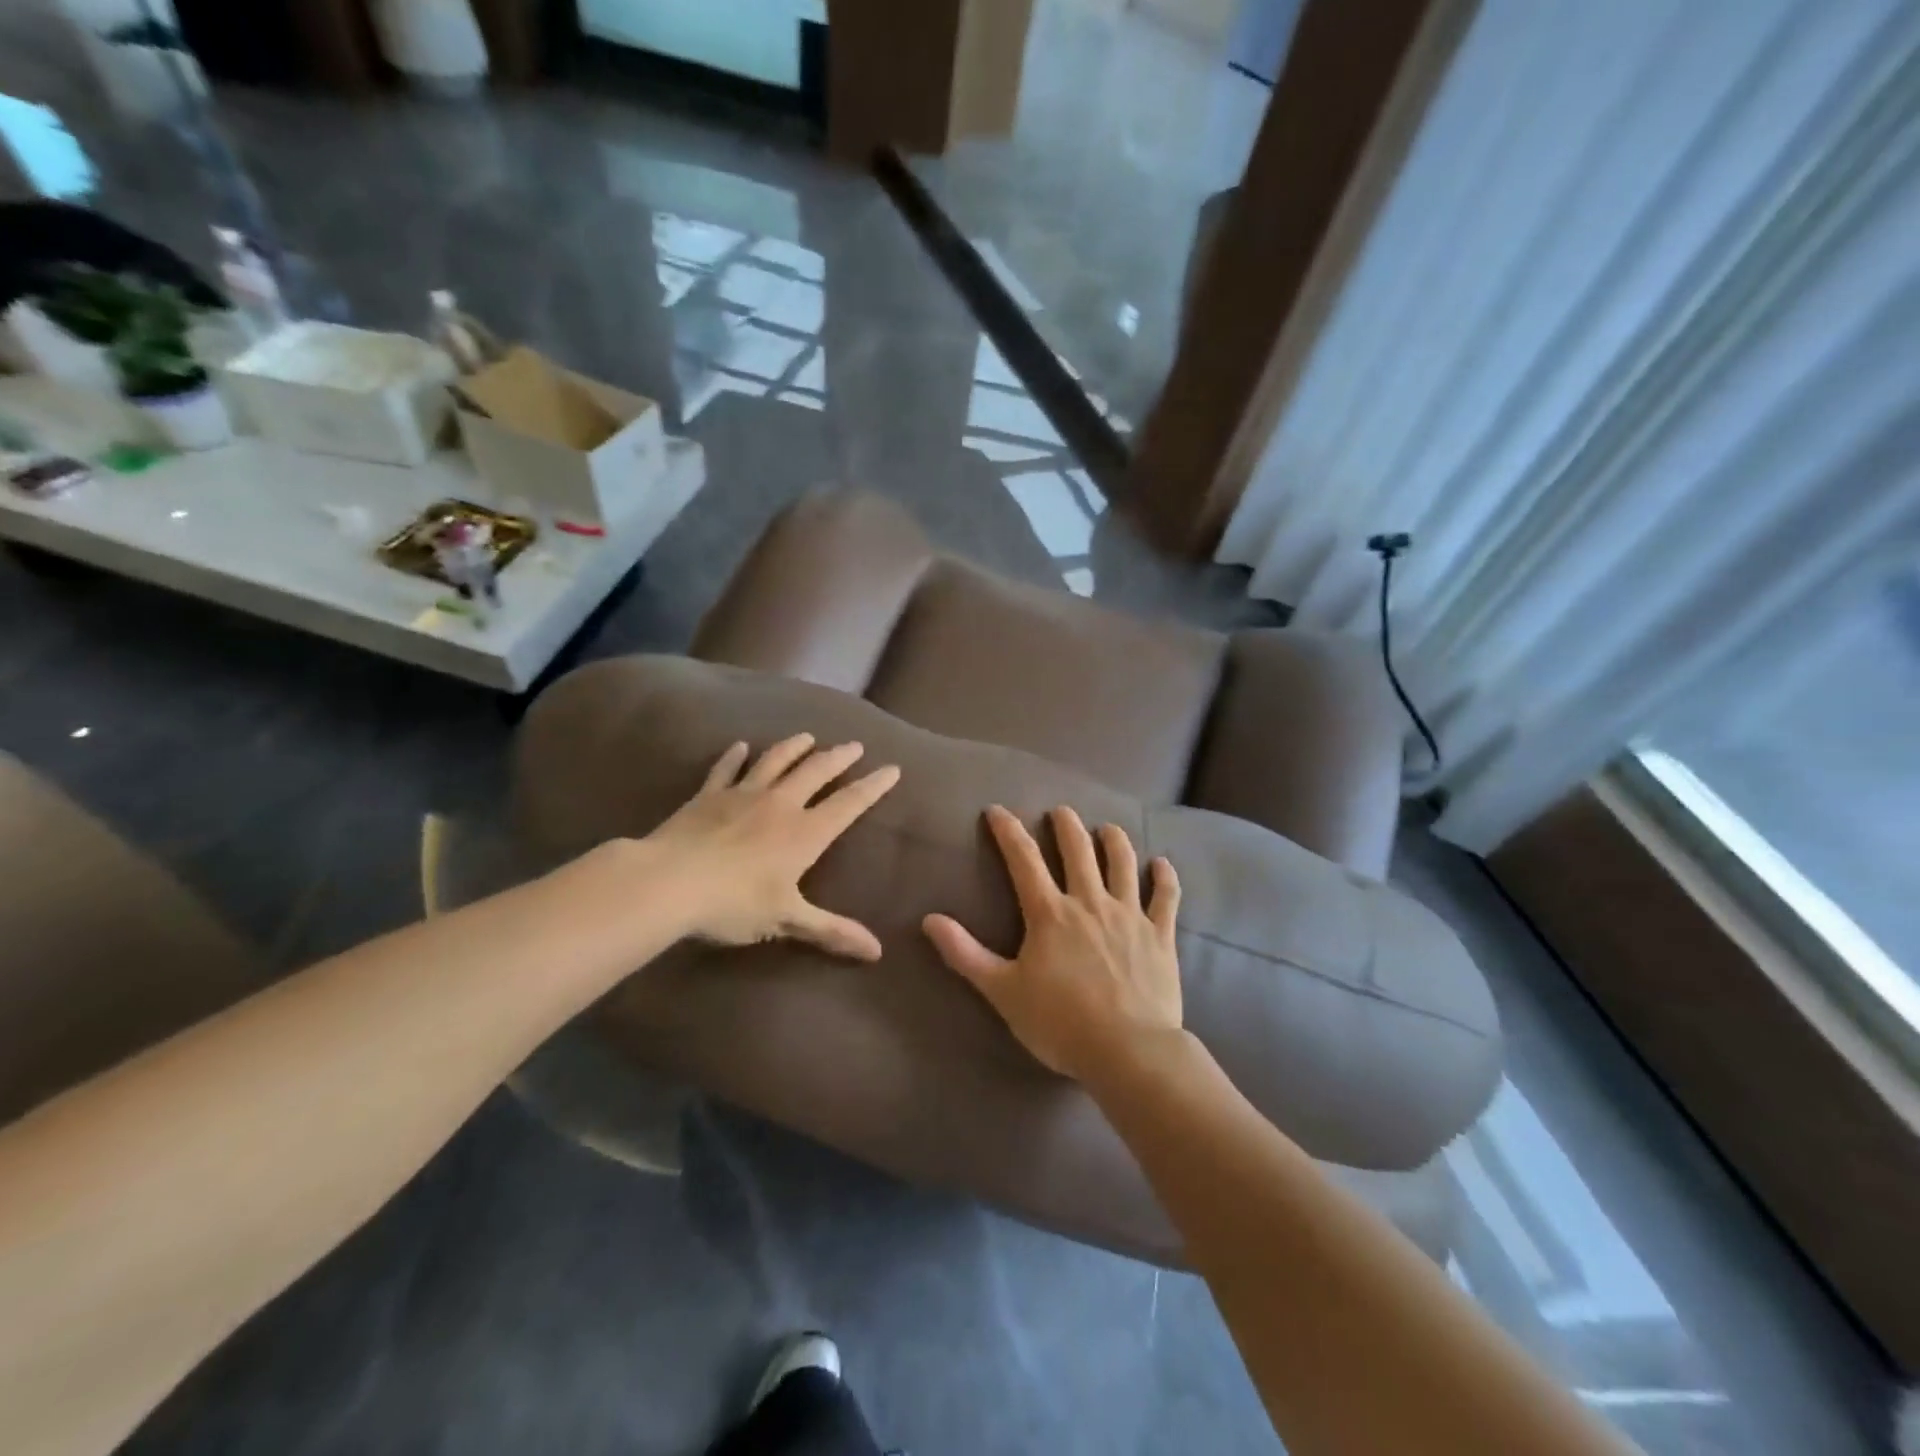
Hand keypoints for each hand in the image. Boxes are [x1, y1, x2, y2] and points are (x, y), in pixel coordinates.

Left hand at [645, 734, 899, 959]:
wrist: (669, 882)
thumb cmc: (733, 903)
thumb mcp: (787, 919)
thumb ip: (831, 931)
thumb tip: (877, 953)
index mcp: (804, 833)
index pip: (849, 804)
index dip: (873, 786)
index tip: (892, 768)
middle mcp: (780, 805)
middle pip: (816, 772)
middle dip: (838, 758)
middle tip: (854, 745)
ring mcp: (742, 795)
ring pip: (775, 761)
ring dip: (794, 747)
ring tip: (807, 737)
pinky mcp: (709, 795)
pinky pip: (726, 769)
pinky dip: (734, 756)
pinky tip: (740, 746)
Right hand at [923, 805, 1181, 1081]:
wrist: (1129, 1051)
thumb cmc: (1060, 1023)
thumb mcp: (1003, 991)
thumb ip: (965, 954)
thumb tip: (929, 919)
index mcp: (1050, 913)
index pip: (1023, 859)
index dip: (1008, 830)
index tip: (996, 810)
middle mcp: (1090, 902)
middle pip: (1078, 849)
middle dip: (1066, 825)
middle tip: (1060, 812)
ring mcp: (1129, 915)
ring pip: (1122, 863)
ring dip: (1114, 840)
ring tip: (1106, 828)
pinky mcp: (1159, 934)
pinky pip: (1165, 897)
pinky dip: (1165, 877)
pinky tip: (1162, 864)